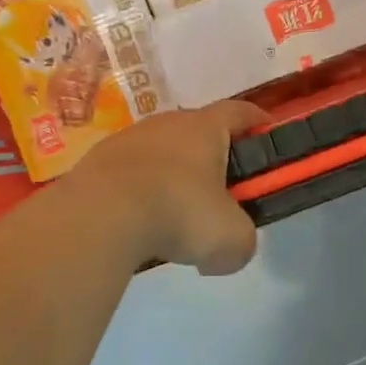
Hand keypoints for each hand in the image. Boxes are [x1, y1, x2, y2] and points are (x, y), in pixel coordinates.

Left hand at [69, 102, 264, 274]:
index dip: (258, 121)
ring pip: (160, 153)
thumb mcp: (231, 240)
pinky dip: (139, 194)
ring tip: (174, 216)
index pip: (241, 112)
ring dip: (172, 177)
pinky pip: (129, 175)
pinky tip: (139, 225)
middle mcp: (166, 123)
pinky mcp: (96, 162)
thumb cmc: (180, 213)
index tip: (268, 133)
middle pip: (198, 131)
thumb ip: (241, 242)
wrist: (100, 215)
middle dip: (212, 157)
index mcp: (206, 128)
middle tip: (221, 191)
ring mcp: (127, 139)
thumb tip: (225, 252)